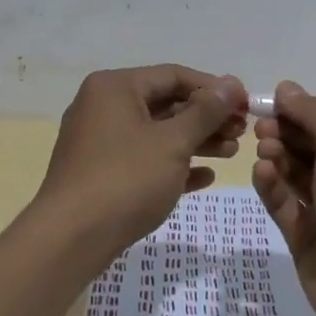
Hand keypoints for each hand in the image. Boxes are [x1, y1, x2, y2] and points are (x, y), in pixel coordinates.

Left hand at [35, 65, 246, 265]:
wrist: (70, 240)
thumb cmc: (125, 179)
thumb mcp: (173, 142)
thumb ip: (205, 111)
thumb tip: (231, 84)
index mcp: (115, 88)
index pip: (174, 75)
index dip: (213, 88)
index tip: (246, 103)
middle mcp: (103, 107)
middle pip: (166, 104)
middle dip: (207, 117)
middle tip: (242, 132)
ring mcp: (100, 142)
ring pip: (157, 133)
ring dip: (196, 141)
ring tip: (232, 152)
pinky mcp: (101, 174)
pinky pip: (144, 160)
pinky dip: (173, 165)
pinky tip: (205, 177)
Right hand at [252, 80, 315, 315]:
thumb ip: (313, 113)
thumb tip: (286, 87)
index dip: (306, 111)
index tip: (275, 101)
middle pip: (313, 147)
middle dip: (287, 133)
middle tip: (261, 126)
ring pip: (297, 175)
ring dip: (278, 157)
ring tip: (261, 147)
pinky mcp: (308, 240)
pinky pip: (286, 206)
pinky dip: (273, 188)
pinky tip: (261, 172)